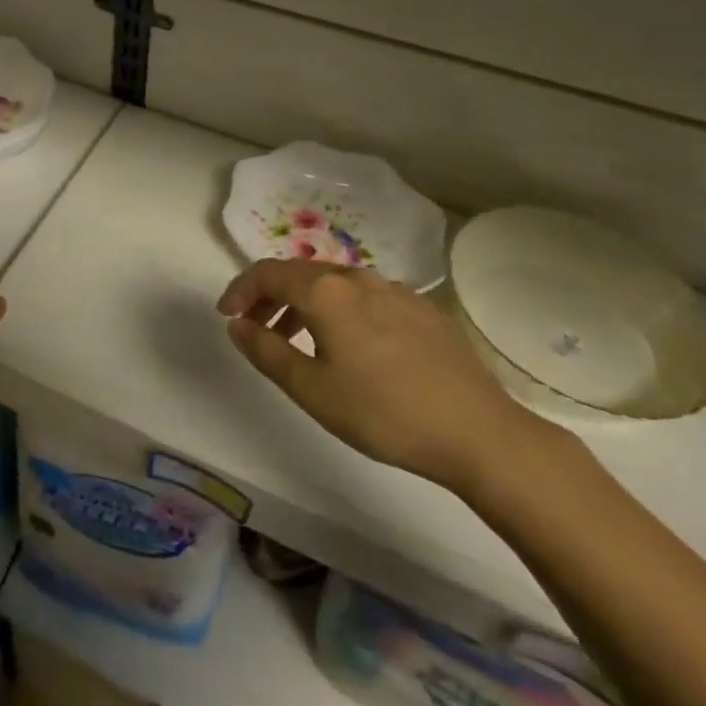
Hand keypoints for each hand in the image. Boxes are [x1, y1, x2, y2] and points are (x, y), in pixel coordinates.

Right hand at [218, 259, 556, 497]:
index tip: (227, 316)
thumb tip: (236, 325)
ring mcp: (395, 290)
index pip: (268, 273)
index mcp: (326, 291)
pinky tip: (350, 348)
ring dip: (304, 306)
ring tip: (297, 343)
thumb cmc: (384, 413)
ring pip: (334, 285)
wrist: (478, 432)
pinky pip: (365, 298)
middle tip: (254, 330)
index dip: (240, 290)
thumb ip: (266, 351)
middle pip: (300, 274)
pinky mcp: (422, 309)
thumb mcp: (312, 389)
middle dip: (270, 298)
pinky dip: (340, 312)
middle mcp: (358, 277)